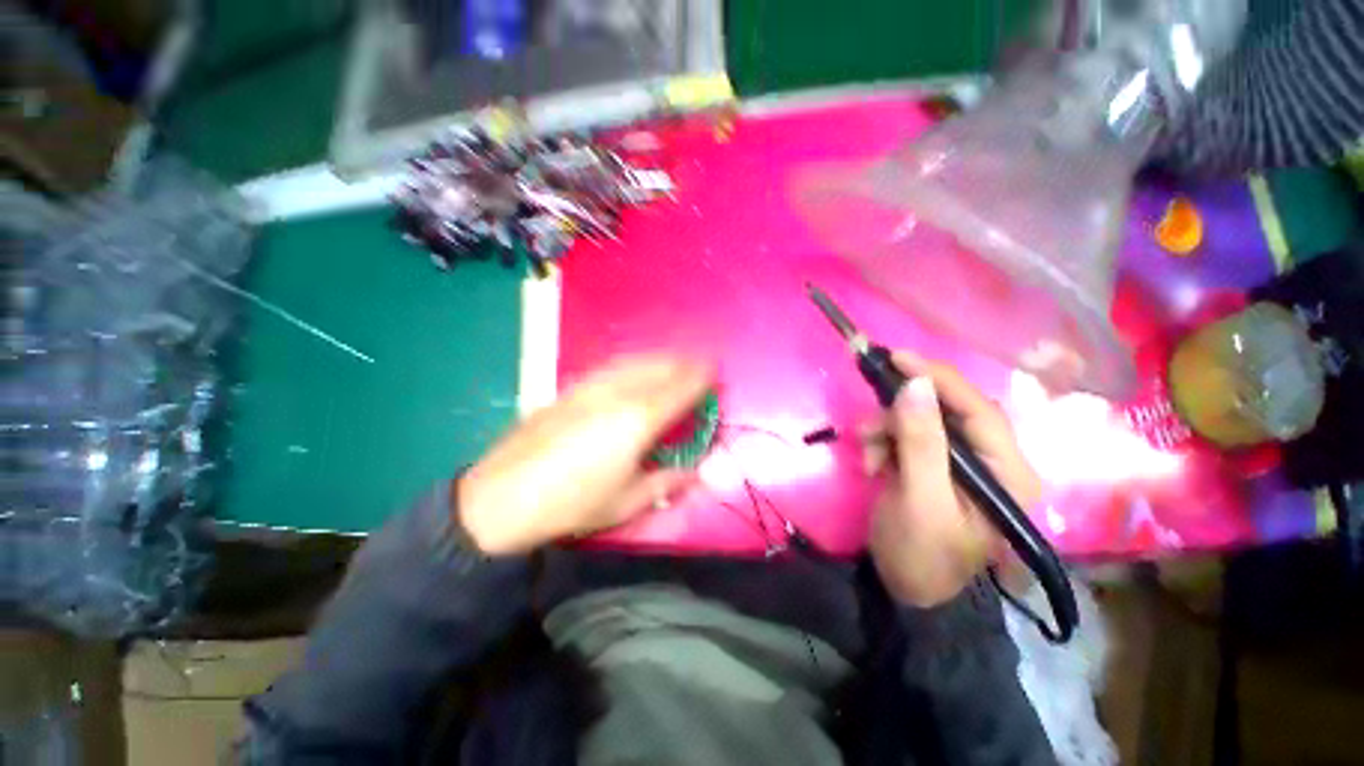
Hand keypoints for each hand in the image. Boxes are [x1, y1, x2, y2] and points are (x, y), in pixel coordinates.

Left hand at [457, 354, 713, 554]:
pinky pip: (613, 366)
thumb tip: (695, 472)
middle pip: (659, 366)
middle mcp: (618, 393)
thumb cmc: (573, 504)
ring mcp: (591, 386)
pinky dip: (634, 363)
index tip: (715, 371)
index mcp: (639, 419)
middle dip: (684, 362)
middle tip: (700, 364)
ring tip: (673, 361)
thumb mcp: (627, 501)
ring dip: (660, 358)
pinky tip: (634, 370)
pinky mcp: (571, 388)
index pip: (680, 387)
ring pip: (635, 360)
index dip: (701, 376)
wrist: (503, 496)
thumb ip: (666, 482)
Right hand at [866, 353, 1041, 606]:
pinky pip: (905, 435)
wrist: (906, 591)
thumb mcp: (920, 500)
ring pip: (920, 420)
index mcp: (1009, 473)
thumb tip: (915, 384)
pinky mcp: (933, 464)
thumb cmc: (922, 554)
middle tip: (870, 424)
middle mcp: (991, 461)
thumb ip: (920, 442)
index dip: (939, 378)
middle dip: (902, 413)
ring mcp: (960, 462)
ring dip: (887, 429)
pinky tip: (872, 462)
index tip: (897, 358)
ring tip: (868, 455)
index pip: (979, 409)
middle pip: (947, 410)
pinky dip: (883, 441)